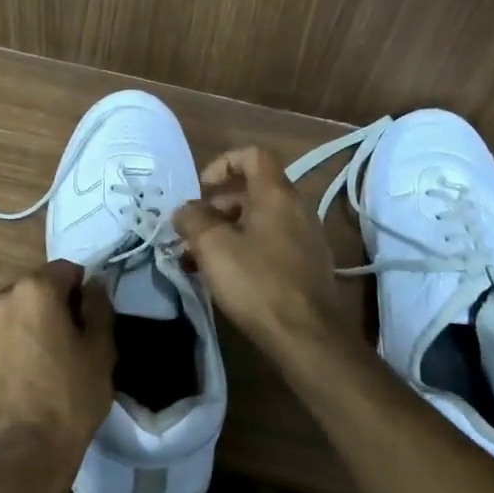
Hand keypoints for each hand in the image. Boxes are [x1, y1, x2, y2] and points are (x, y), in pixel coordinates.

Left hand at [0, 260, 114, 483]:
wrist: (22, 456)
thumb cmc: (70, 399)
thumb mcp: (101, 351)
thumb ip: (98, 306)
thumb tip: (93, 285)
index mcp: (34, 291)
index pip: (63, 271)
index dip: (78, 291)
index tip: (85, 318)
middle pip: (28, 293)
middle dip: (44, 310)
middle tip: (59, 346)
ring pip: (2, 320)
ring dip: (15, 331)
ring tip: (29, 368)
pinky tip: (8, 384)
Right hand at [174, 146, 343, 347]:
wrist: (307, 337)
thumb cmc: (257, 282)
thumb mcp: (212, 246)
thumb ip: (193, 219)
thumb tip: (185, 210)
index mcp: (276, 194)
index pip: (252, 155)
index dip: (223, 163)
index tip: (202, 190)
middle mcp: (297, 208)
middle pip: (254, 190)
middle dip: (218, 206)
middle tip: (193, 231)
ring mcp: (307, 238)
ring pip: (260, 220)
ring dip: (228, 231)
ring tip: (200, 258)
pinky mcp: (308, 265)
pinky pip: (272, 243)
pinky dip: (246, 249)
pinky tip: (226, 276)